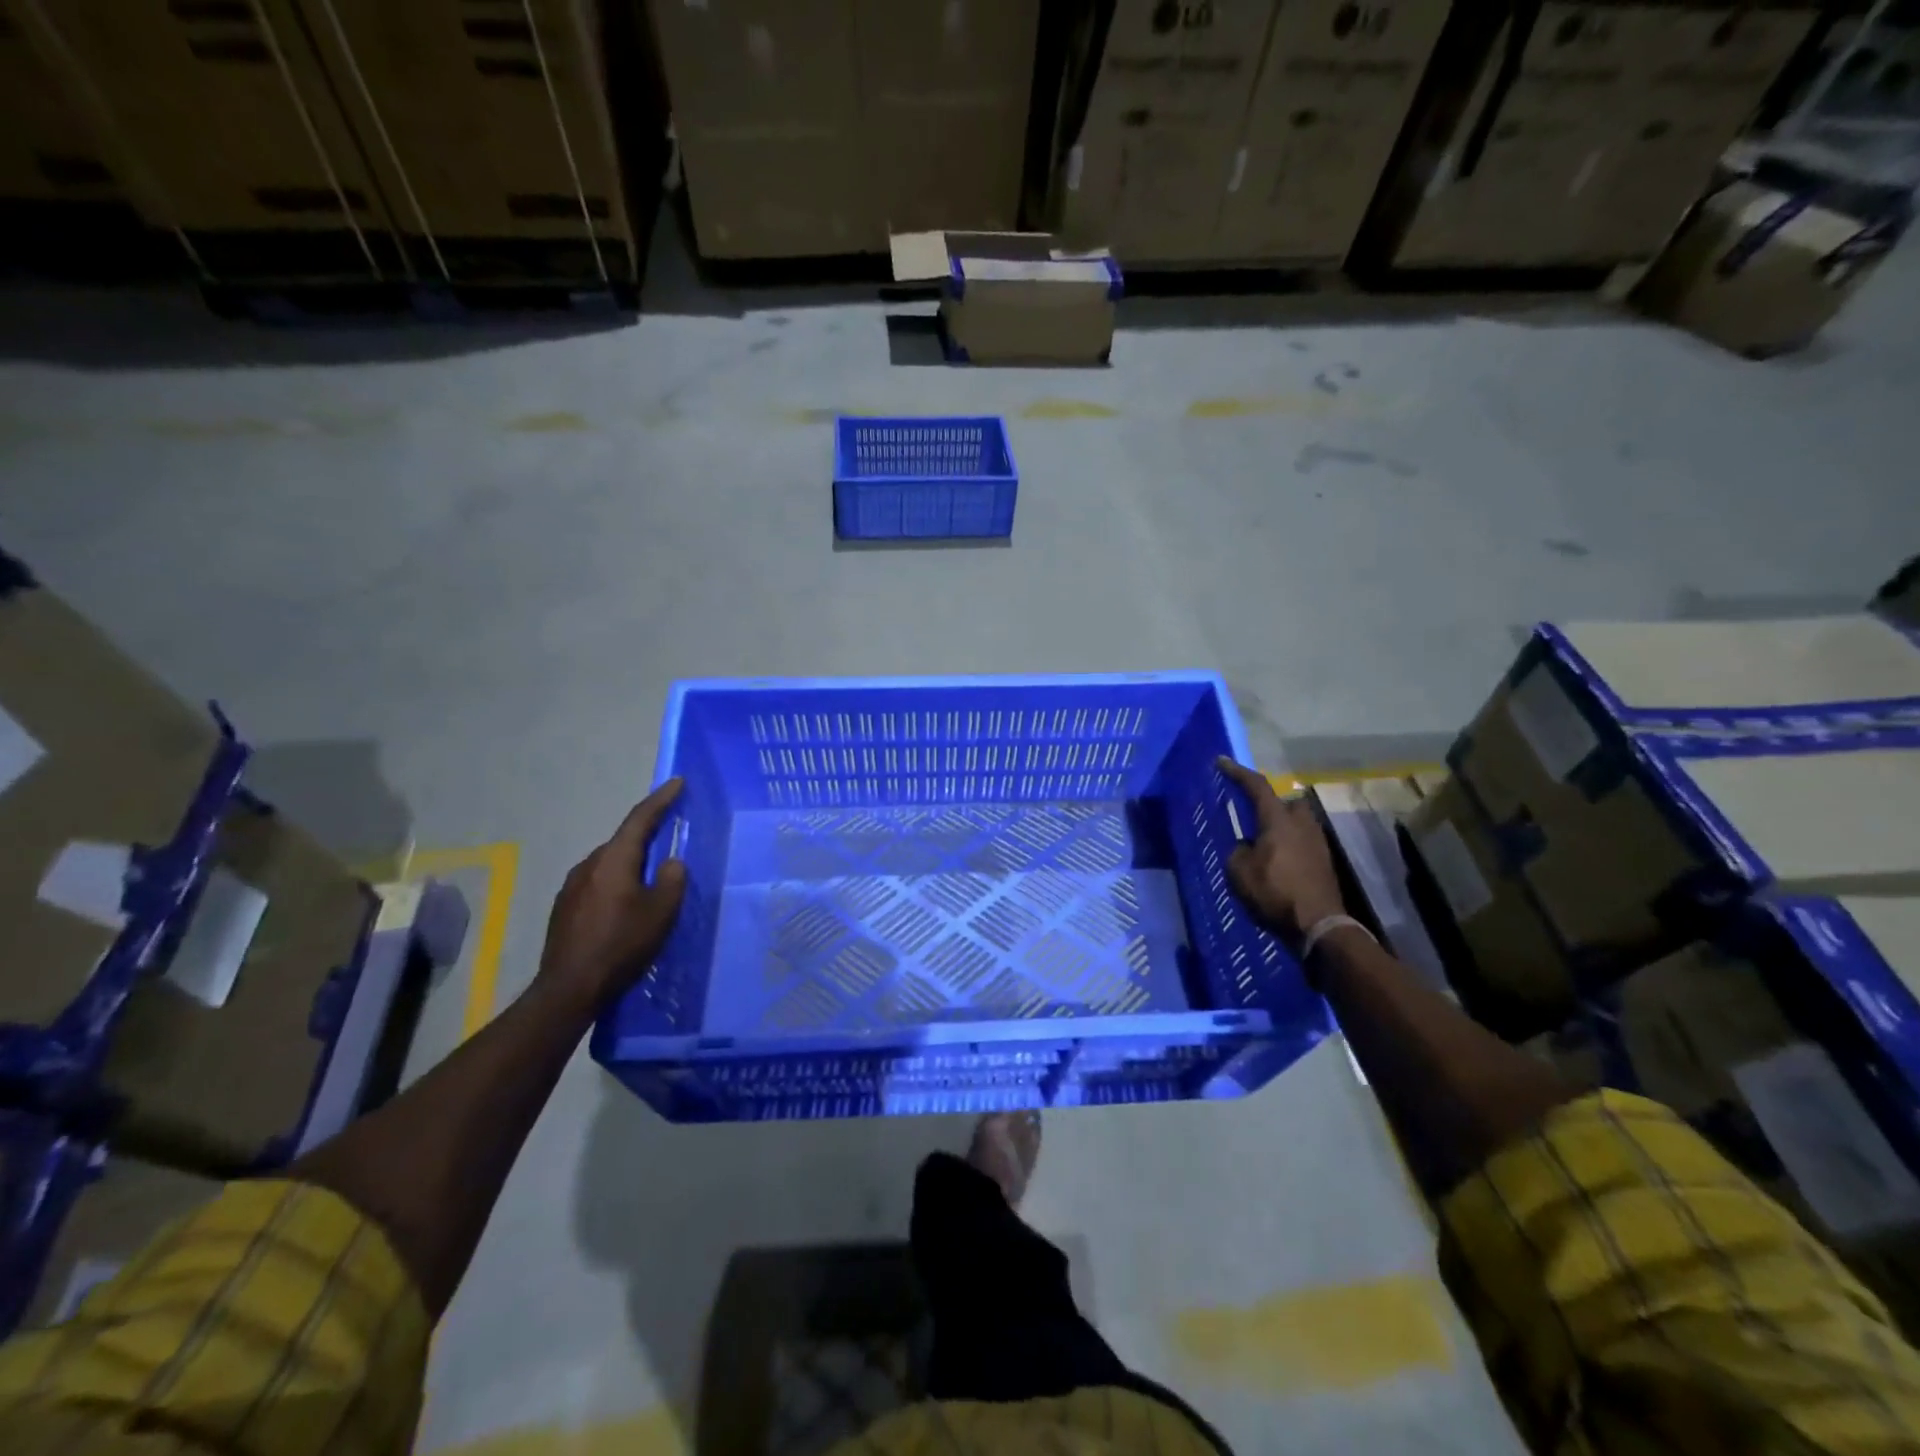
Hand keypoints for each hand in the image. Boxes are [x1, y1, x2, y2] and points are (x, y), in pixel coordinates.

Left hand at [538, 779, 686, 1011]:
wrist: (568, 989)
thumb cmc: (621, 945)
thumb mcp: (661, 913)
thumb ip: (672, 880)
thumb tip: (671, 862)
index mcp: (614, 860)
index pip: (640, 819)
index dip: (661, 799)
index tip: (677, 782)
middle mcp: (589, 864)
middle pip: (623, 841)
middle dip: (647, 836)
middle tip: (671, 838)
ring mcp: (571, 886)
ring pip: (609, 863)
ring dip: (631, 864)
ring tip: (651, 880)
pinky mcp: (564, 908)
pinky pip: (597, 883)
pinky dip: (616, 883)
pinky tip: (625, 906)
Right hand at [1216, 758, 1343, 936]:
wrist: (1319, 924)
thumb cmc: (1275, 893)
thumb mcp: (1240, 872)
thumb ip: (1238, 851)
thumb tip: (1246, 846)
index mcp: (1278, 820)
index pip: (1257, 786)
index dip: (1237, 772)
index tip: (1221, 761)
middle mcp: (1301, 823)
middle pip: (1285, 801)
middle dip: (1269, 803)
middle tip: (1251, 814)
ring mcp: (1317, 841)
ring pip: (1296, 821)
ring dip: (1280, 824)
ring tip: (1263, 841)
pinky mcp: (1324, 859)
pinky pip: (1302, 840)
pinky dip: (1289, 843)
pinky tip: (1278, 859)